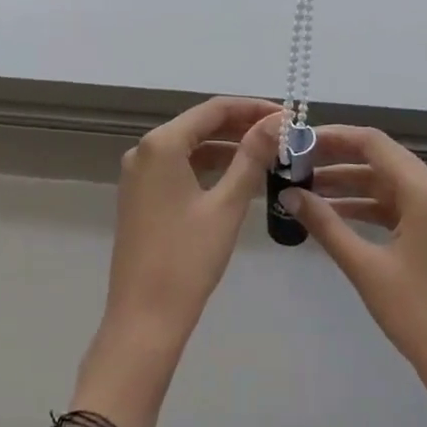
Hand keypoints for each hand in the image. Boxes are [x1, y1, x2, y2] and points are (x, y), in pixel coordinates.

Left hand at [100, 97, 280, 355]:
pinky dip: (208, 168)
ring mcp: (139, 174)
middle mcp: (144, 151)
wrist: (144, 318)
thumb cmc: (188, 259)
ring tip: (268, 154)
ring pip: (190, 147)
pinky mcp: (141, 196)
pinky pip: (179, 168)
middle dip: (241, 127)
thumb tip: (277, 122)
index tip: (287, 116)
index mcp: (161, 144)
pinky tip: (237, 177)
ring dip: (227, 147)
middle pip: (200, 125)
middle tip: (283, 135)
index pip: (213, 109)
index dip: (252, 108)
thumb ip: (252, 157)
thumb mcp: (226, 205)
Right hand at [283, 126, 426, 422]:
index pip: (373, 143)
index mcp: (424, 192)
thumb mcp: (365, 267)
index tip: (297, 141)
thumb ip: (325, 224)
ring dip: (350, 183)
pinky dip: (366, 205)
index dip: (333, 136)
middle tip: (296, 162)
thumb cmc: (418, 314)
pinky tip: (334, 215)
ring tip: (306, 188)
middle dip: (337, 157)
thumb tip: (289, 193)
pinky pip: (397, 205)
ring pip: (387, 182)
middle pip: (380, 157)